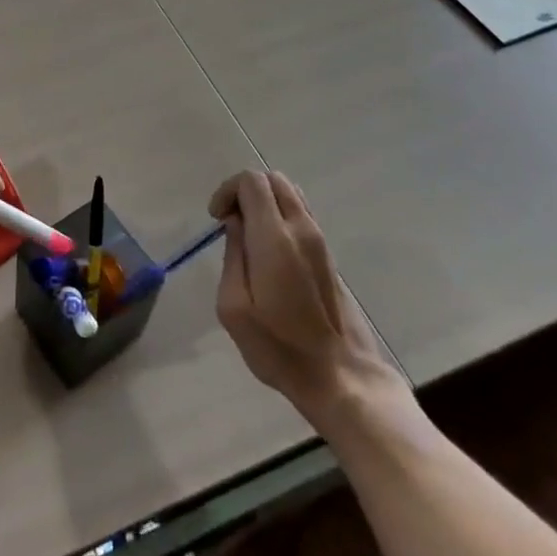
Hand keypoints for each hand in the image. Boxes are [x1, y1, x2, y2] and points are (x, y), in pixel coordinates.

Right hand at [211, 169, 403, 418]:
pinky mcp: (328, 256)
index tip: (217, 219)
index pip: (252, 181)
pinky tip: (269, 251)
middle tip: (230, 222)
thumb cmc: (279, 347)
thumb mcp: (234, 308)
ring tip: (248, 235)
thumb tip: (235, 225)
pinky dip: (280, 216)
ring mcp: (320, 241)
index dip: (228, 190)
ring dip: (265, 202)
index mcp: (275, 238)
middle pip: (274, 179)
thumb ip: (232, 256)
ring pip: (291, 194)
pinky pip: (301, 215)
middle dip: (245, 191)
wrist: (340, 376)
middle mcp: (301, 229)